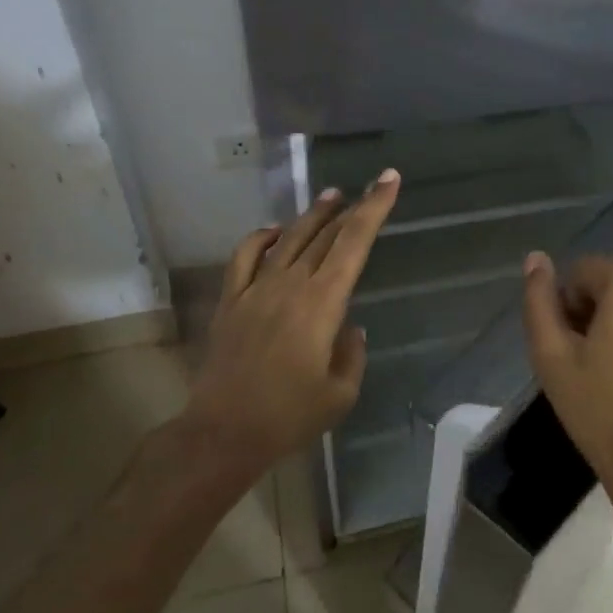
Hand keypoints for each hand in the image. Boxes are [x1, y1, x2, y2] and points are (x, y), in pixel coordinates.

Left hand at [185, 171, 400, 479]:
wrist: (224, 432)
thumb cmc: (289, 417)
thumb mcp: (340, 393)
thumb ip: (352, 354)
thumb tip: (350, 328)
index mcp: (322, 303)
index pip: (353, 243)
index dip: (374, 208)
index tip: (388, 179)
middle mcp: (290, 285)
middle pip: (325, 234)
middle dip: (351, 208)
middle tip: (368, 188)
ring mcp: (256, 289)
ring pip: (288, 238)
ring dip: (312, 215)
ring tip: (331, 197)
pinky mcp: (231, 301)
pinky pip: (245, 256)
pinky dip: (261, 237)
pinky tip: (275, 231)